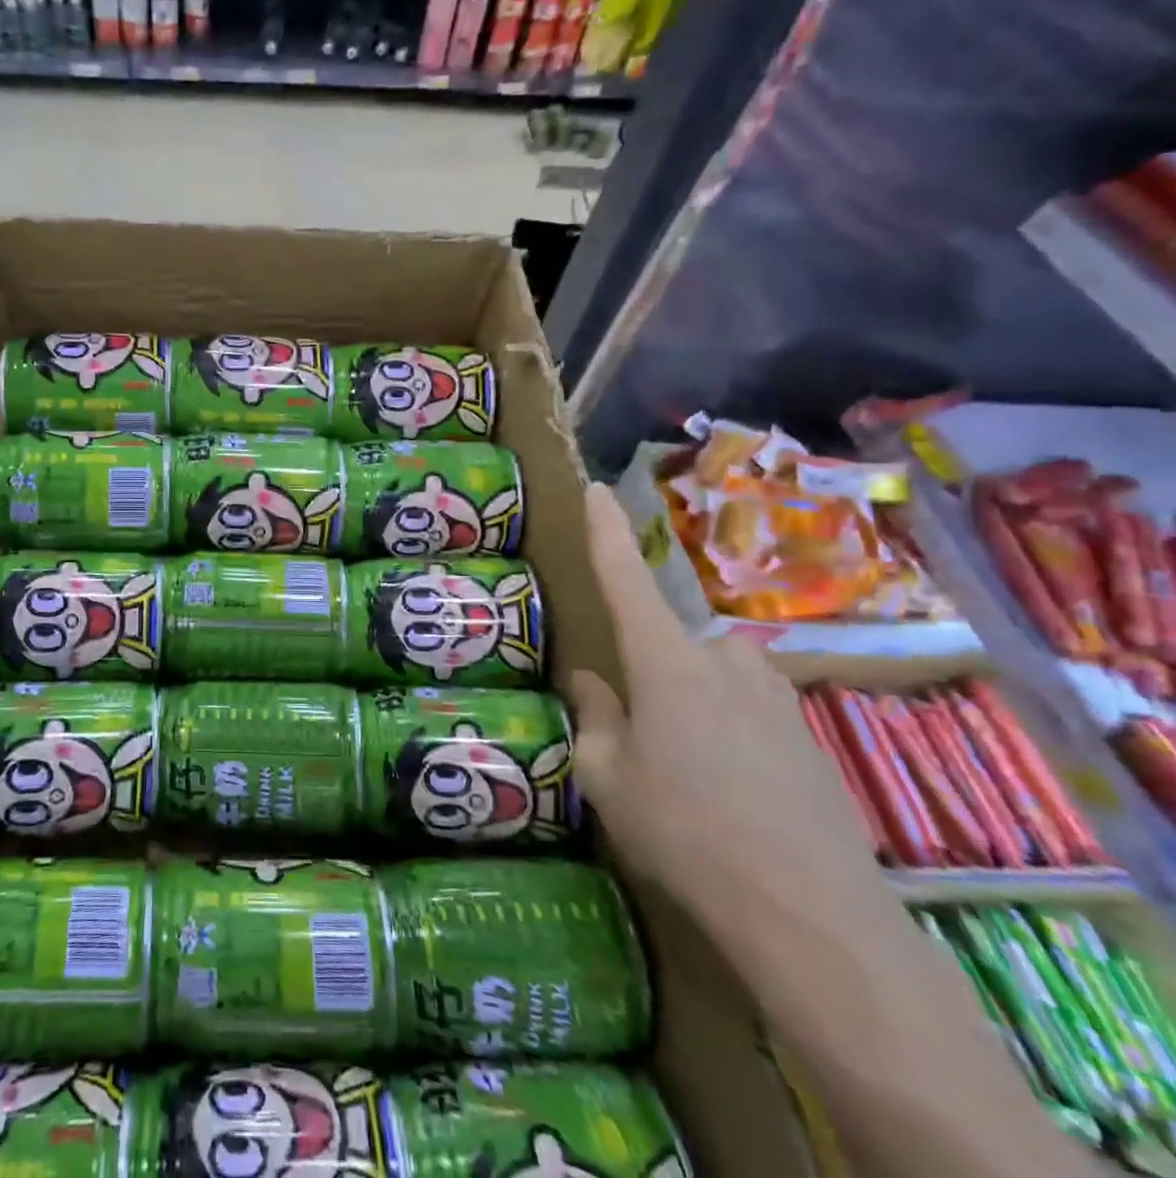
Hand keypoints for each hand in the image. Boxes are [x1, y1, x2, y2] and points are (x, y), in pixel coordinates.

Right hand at [563, 483, 885, 943]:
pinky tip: (729, 796)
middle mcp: (722, 661)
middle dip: (649, 675)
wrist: (812, 916)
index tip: (598, 489)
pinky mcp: (806, 735)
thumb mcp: (607, 777)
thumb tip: (593, 684)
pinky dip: (726, 735)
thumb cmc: (685, 832)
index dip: (605, 532)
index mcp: (665, 661)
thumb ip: (595, 719)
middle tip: (638, 738)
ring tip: (683, 773)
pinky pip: (746, 711)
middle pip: (669, 644)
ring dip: (689, 706)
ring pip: (710, 678)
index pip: (625, 578)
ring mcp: (773, 696)